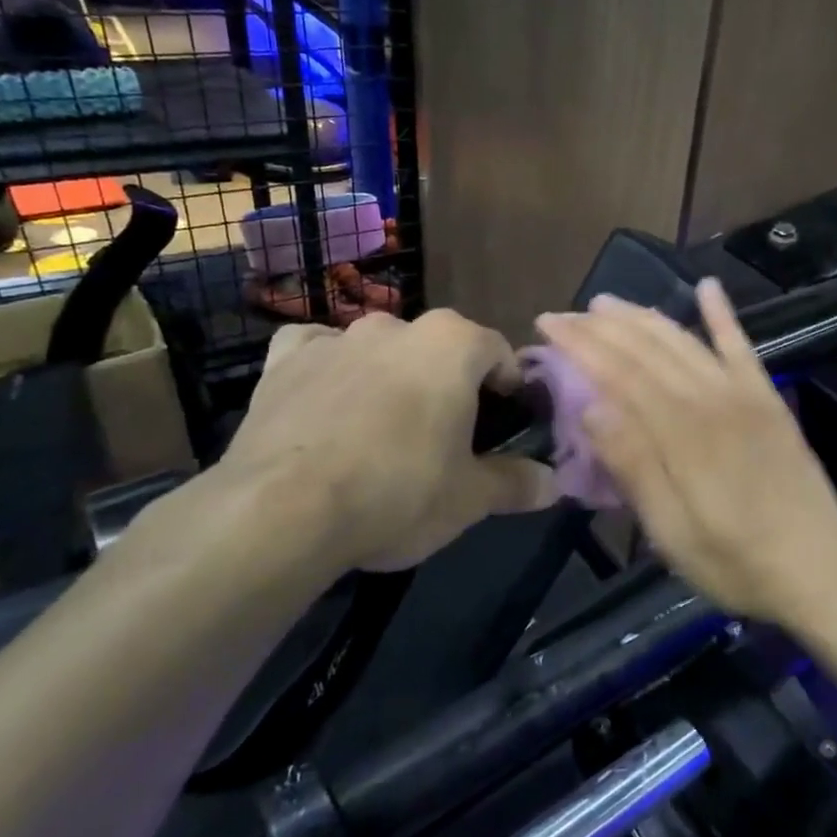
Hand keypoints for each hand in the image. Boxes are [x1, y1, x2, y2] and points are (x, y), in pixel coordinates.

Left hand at [213, 311, 557, 576]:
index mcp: (452, 344)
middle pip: (439, 348)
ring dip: (391, 376)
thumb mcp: (470, 498)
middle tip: (447, 435)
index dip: (508, 385)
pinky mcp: (284, 361)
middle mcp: (396, 326)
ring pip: (380, 348)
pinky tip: (327, 401)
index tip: (505, 421)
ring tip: (384, 429)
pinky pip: (316, 351)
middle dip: (449, 382)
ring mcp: (336, 338)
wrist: (282, 510)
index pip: (498, 350)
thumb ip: (517, 483)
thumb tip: (554, 483)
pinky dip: (329, 368)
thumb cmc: (398, 492)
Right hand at [535, 281, 836, 624]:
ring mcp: (743, 394)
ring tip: (609, 303)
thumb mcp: (672, 529)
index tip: (547, 324)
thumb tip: (590, 406)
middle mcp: (709, 399)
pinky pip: (742, 347)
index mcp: (680, 432)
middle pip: (647, 349)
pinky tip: (708, 286)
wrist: (820, 569)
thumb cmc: (735, 560)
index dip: (581, 344)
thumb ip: (634, 465)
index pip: (618, 373)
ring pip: (684, 341)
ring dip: (644, 316)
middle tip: (565, 313)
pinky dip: (723, 315)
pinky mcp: (768, 399)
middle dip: (601, 326)